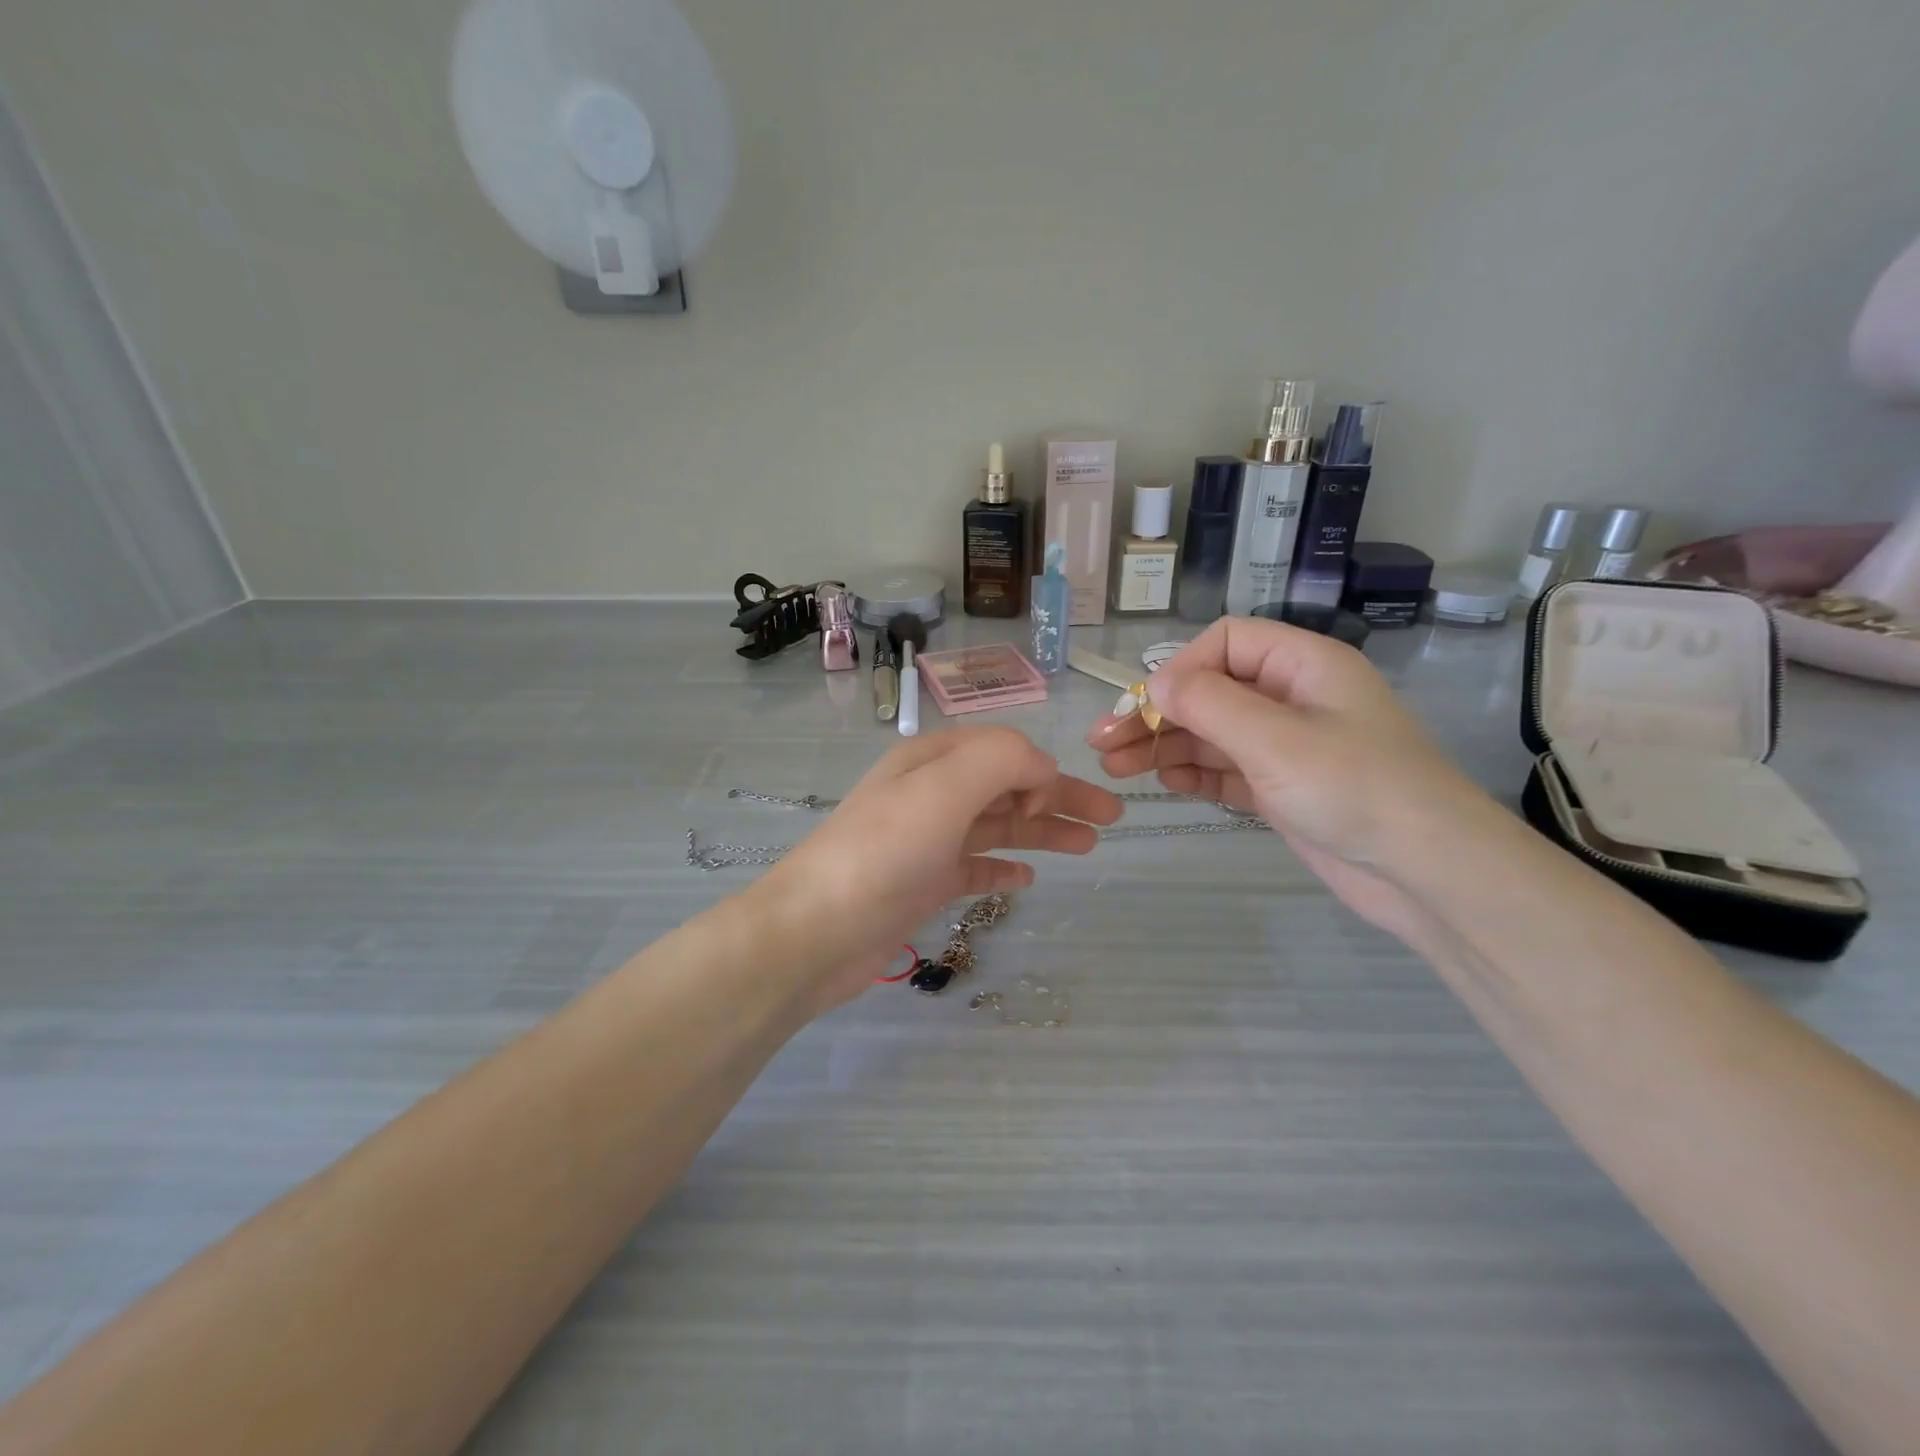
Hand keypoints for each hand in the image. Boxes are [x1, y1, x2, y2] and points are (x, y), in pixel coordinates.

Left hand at [747, 726, 1122, 1012]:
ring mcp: (927, 841)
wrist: (816, 931)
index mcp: (932, 761)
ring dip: (1042, 830)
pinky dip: (1004, 867)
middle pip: (1007, 787)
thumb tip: (1041, 770)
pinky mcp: (923, 883)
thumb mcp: (943, 789)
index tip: (1063, 801)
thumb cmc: (882, 852)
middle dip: (1059, 798)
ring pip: (997, 826)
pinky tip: (1027, 879)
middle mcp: (931, 795)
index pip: (1001, 749)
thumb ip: (1000, 761)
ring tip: (1088, 845)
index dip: (1039, 767)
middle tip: (1111, 818)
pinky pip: (975, 867)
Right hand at [1087, 617, 1493, 938]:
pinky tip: (1160, 781)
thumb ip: (1209, 704)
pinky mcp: (1283, 787)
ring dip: (1164, 745)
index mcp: (1303, 664)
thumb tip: (1156, 684)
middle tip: (1103, 741)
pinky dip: (1192, 772)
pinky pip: (1226, 768)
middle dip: (1156, 714)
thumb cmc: (1354, 787)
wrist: (1426, 871)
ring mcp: (1287, 745)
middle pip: (1210, 691)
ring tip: (1115, 766)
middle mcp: (1292, 697)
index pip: (1225, 643)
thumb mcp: (1275, 738)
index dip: (1179, 669)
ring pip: (1211, 733)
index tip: (1145, 707)